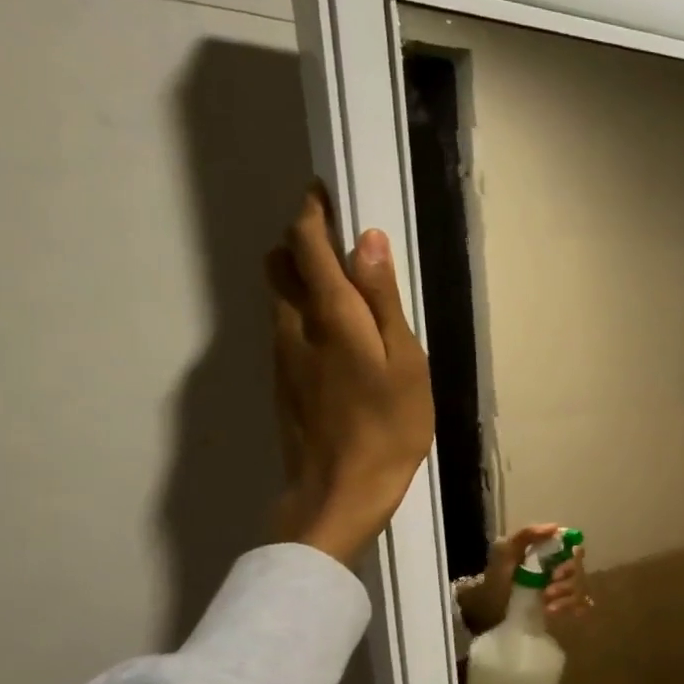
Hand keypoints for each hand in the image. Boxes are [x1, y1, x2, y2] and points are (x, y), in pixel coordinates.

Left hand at [265, 186, 433, 567]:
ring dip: (301, 278)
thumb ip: (383, 300)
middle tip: (340, 247)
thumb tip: (367, 240)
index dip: (312, 211)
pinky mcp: (281, 380)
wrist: (340, 491)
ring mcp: (280, 355)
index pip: (306, 243)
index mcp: (329, 315)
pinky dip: (302, 312)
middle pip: (279, 263)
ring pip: (278, 296)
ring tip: (344, 291)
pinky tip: (336, 338)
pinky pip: (284, 326)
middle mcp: (292, 325)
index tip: (325, 193)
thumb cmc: (389, 428)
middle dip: (301, 243)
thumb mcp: (405, 363)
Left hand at [457, 524, 593, 633]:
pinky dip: (570, 607)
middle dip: (567, 582)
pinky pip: (579, 605)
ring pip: (580, 588)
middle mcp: (558, 569)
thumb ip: (526, 535)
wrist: (484, 610)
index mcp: (548, 554)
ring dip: (566, 597)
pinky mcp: (561, 607)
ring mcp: (561, 589)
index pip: (574, 549)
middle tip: (548, 591)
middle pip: (579, 571)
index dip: (573, 558)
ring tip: (547, 606)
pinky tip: (553, 612)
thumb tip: (556, 527)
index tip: (557, 570)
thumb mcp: (505, 552)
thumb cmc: (495, 578)